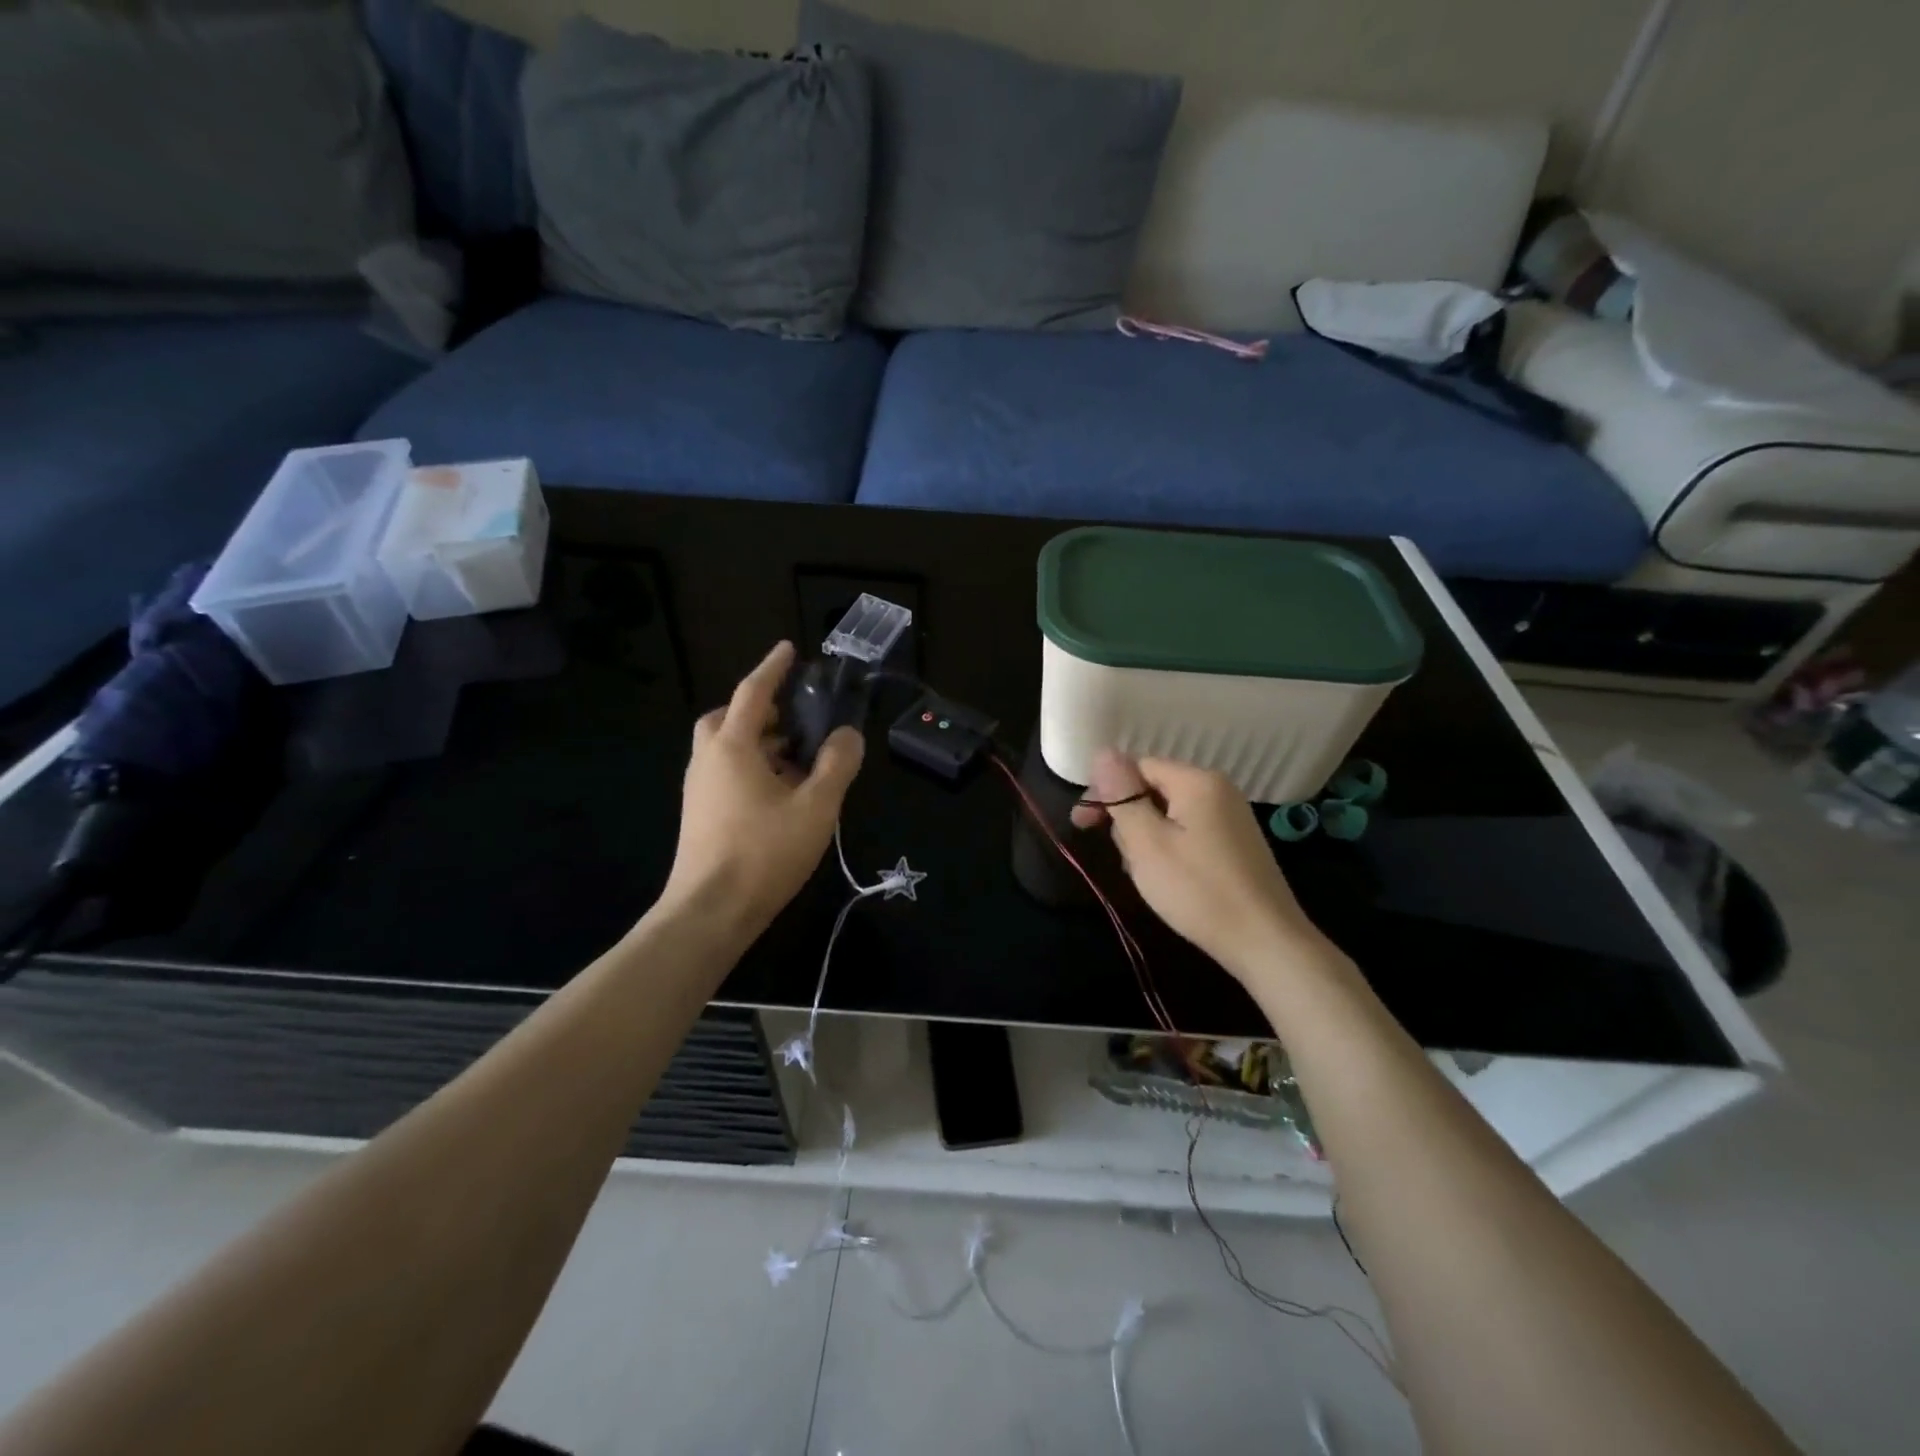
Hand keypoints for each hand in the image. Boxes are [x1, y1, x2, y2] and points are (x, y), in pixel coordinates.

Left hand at [660, 642, 863, 938]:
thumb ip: (837, 765)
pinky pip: (724, 774)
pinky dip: (750, 769)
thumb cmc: (764, 853)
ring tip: (796, 762)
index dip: (773, 668)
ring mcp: (699, 789)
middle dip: (758, 711)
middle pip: (727, 719)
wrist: (709, 912)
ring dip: (757, 743)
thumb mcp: (816, 807)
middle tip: (792, 721)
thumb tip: (848, 735)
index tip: (789, 649)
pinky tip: (778, 796)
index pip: (752, 692)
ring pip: (724, 749)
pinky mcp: (699, 815)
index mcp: (732, 747)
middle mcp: (708, 760)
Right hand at [1071, 750, 1331, 984]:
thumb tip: (1102, 752)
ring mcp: (1231, 817)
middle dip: (1129, 820)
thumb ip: (1122, 796)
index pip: (1137, 766)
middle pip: (1153, 788)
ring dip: (1148, 839)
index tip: (1083, 826)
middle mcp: (1218, 790)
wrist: (1266, 942)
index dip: (1106, 792)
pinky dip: (1170, 850)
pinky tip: (1169, 880)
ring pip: (1169, 814)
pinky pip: (1189, 832)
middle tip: (1124, 860)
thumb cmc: (1198, 890)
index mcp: (1197, 781)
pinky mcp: (1236, 844)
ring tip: (1147, 876)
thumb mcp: (1147, 843)